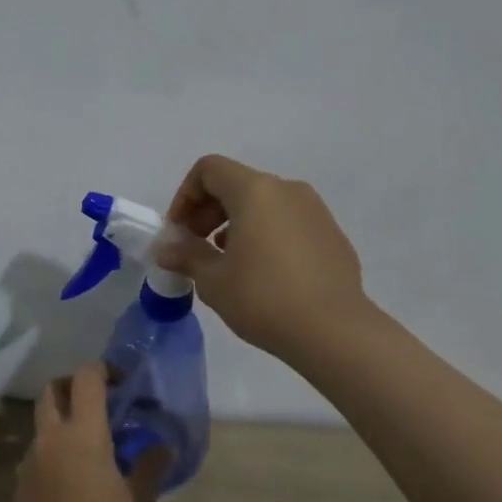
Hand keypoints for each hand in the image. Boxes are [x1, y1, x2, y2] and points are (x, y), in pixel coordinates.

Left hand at [16, 363, 152, 501]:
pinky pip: (35, 454)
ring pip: (41, 424)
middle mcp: (51, 437)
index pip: (85, 378)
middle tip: (95, 402)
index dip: (101, 370)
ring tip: (85, 445)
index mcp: (83, 432)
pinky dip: (51, 452)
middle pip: (52, 391)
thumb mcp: (138, 499)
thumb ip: (149, 466)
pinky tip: (69, 478)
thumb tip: (164, 447)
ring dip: (60, 422)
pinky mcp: (19, 482)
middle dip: (71, 386)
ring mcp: (30, 459)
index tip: (117, 380)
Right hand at [157, 154, 371, 359]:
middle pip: (236, 184)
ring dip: (236, 224)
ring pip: (264, 204)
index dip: (185, 195)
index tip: (178, 232)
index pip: (210, 170)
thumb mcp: (213, 280)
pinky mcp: (332, 235)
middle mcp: (287, 190)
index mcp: (255, 191)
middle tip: (195, 248)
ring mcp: (315, 211)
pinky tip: (262, 274)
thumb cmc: (263, 298)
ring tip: (227, 263)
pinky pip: (287, 223)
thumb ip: (186, 256)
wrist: (334, 331)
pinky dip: (265, 235)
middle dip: (208, 212)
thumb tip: (167, 249)